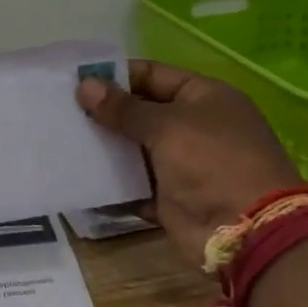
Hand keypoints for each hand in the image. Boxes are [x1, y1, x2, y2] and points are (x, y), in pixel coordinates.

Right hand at [77, 60, 302, 270]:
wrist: (245, 231)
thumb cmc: (211, 162)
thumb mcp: (166, 126)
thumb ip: (123, 108)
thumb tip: (84, 86)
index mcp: (204, 97)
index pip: (152, 75)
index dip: (116, 76)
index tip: (76, 80)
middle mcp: (195, 127)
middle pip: (142, 112)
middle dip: (106, 113)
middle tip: (62, 111)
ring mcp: (183, 164)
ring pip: (135, 149)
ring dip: (105, 148)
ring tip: (64, 140)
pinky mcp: (171, 198)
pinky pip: (135, 185)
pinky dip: (113, 184)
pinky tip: (80, 176)